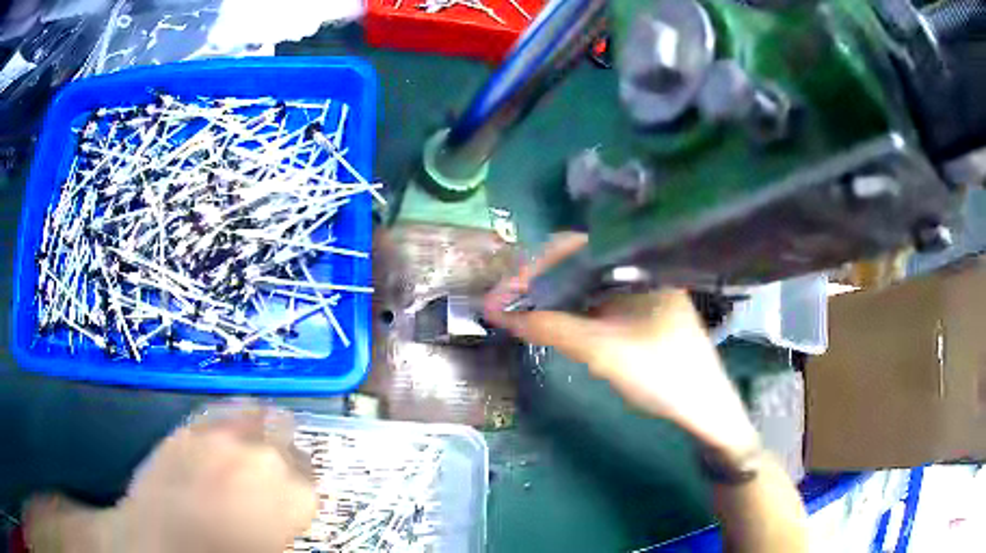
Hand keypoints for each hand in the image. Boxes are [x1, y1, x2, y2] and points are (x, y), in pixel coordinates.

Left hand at [25, 401, 317, 552]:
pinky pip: (217, 413)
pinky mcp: (188, 429)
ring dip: (256, 423)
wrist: (162, 544)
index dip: (299, 478)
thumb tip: (280, 501)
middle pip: (284, 431)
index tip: (290, 485)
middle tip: (270, 462)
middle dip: (281, 445)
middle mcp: (260, 456)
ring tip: (248, 439)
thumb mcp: (270, 542)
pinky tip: (221, 431)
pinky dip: (225, 418)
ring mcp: (220, 437)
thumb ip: (282, 513)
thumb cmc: (223, 552)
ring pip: (252, 411)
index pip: (308, 472)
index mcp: (290, 493)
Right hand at [484, 233, 759, 456]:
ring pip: (585, 284)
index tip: (505, 295)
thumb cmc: (662, 373)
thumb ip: (550, 327)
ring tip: (521, 314)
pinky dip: (572, 311)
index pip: (574, 249)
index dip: (534, 269)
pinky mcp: (639, 311)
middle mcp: (638, 268)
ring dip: (553, 298)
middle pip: (577, 264)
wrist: (703, 407)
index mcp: (637, 263)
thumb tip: (498, 313)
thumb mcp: (602, 350)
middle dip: (539, 284)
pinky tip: (554, 323)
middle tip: (506, 306)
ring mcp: (640, 290)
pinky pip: (596, 302)